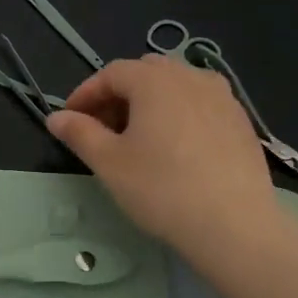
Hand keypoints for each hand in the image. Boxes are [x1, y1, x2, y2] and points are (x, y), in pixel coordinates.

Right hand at [48, 55, 281, 267]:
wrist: (233, 224)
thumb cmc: (161, 189)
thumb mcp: (109, 163)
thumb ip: (80, 133)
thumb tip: (56, 117)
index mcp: (155, 81)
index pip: (111, 73)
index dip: (85, 93)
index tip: (70, 120)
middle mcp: (191, 77)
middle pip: (145, 73)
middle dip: (118, 95)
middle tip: (102, 129)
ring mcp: (222, 97)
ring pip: (177, 86)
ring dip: (150, 103)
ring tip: (138, 138)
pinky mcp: (241, 121)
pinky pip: (201, 105)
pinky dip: (178, 115)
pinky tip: (175, 149)